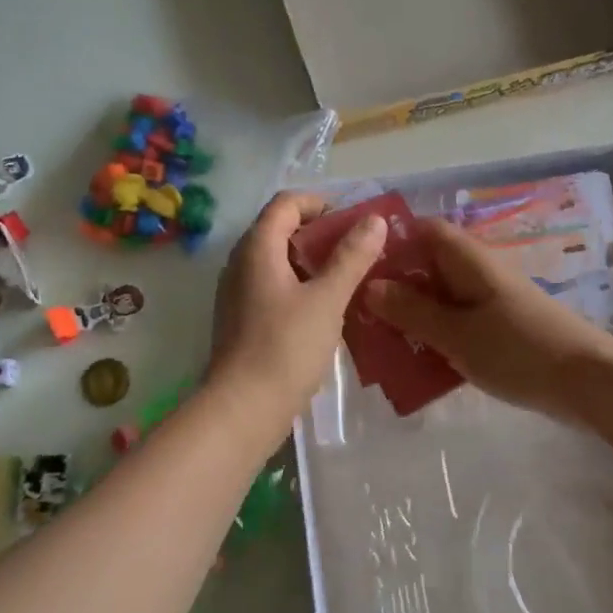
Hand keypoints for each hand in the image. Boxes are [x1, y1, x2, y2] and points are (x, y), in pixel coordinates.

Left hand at [208, 192, 386, 432]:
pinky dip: (301, 286)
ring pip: (279, 261)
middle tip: (360, 250)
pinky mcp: (243, 319)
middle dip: (322, 234)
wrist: (243, 410)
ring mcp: (238, 292)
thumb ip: (351, 257)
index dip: (322, 204)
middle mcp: (241, 262)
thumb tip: (374, 220)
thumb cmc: (286, 348)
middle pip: (282, 229)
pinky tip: (327, 310)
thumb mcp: (327, 299)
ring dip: (314, 262)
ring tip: (351, 279)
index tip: (355, 223)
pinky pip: (274, 287)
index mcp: (257, 248)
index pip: (287, 203)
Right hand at [366, 217, 612, 424]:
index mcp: (468, 260)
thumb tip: (370, 286)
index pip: (423, 230)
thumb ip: (412, 311)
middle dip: (394, 286)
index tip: (356, 265)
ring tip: (379, 341)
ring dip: (412, 316)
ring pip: (440, 298)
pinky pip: (457, 322)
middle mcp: (478, 272)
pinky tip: (416, 363)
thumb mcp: (457, 333)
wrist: (588, 383)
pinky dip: (435, 335)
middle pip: (427, 266)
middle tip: (359, 313)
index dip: (390, 241)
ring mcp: (491, 300)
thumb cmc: (518, 350)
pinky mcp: (500, 328)